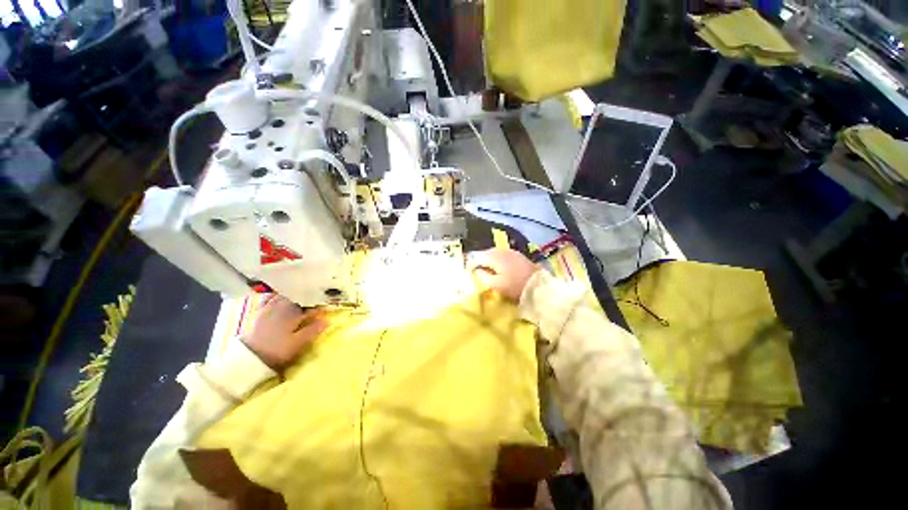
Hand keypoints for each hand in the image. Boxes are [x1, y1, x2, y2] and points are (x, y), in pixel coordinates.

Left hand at [242, 295, 328, 370]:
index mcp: (294, 312)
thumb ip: (313, 330)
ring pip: (285, 295)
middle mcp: (282, 306)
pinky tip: (280, 297)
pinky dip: (277, 295)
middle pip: (299, 297)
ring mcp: (270, 307)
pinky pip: (270, 298)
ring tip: (302, 297)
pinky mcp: (261, 311)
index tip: (327, 307)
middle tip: (317, 300)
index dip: (320, 305)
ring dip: (295, 295)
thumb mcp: (298, 343)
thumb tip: (328, 320)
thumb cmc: (276, 350)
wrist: (248, 357)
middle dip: (309, 297)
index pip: (311, 305)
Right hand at [467, 248, 539, 301]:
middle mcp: (501, 251)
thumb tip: (476, 270)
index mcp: (494, 257)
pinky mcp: (517, 255)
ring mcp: (510, 251)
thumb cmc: (514, 286)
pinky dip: (497, 259)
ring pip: (493, 253)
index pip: (477, 257)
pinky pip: (502, 254)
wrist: (538, 286)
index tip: (467, 272)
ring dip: (488, 259)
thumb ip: (482, 276)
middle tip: (475, 270)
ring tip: (486, 269)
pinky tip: (498, 267)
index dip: (470, 264)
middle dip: (479, 260)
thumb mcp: (496, 285)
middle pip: (485, 253)